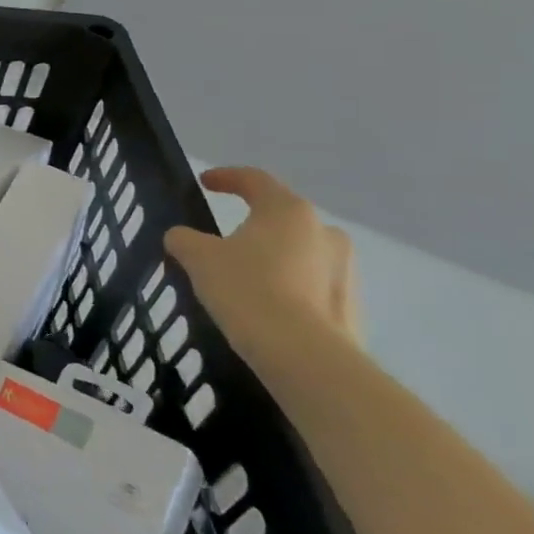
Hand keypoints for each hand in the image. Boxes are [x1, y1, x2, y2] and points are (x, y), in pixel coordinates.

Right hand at [163, 168, 359, 368]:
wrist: (303, 357)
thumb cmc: (246, 290)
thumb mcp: (198, 258)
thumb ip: (184, 239)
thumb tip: (182, 237)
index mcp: (288, 210)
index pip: (254, 179)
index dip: (226, 177)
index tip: (205, 183)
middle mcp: (324, 232)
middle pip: (282, 217)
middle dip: (254, 222)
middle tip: (225, 237)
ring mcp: (345, 270)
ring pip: (301, 252)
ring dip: (274, 257)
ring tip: (245, 276)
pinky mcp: (351, 306)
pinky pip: (313, 285)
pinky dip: (290, 287)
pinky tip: (267, 306)